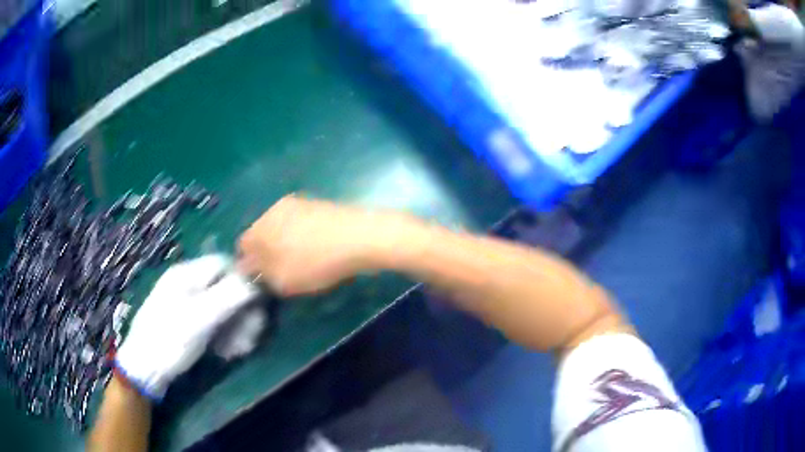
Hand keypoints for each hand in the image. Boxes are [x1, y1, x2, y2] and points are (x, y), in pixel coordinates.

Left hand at [115, 255, 257, 399]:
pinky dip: (224, 335)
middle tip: (249, 339)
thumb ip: (231, 295)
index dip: (244, 283)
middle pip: (225, 287)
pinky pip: (213, 322)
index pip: (224, 264)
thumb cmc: (170, 339)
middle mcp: (187, 284)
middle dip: (242, 313)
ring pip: (222, 307)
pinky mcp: (187, 323)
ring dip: (235, 327)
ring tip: (239, 350)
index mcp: (187, 274)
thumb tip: (258, 280)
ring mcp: (186, 304)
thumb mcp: (202, 317)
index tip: (257, 308)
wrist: (144, 368)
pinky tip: (226, 352)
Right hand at [238, 195, 420, 296]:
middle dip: (268, 255)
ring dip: (286, 247)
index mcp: (262, 225)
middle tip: (283, 274)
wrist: (362, 236)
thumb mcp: (284, 279)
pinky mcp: (318, 204)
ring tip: (305, 265)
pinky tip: (320, 252)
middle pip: (262, 235)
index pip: (243, 245)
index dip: (249, 264)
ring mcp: (299, 203)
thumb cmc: (317, 261)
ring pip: (282, 229)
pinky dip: (303, 239)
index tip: (263, 279)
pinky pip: (301, 225)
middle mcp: (276, 209)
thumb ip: (261, 273)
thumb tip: (247, 266)